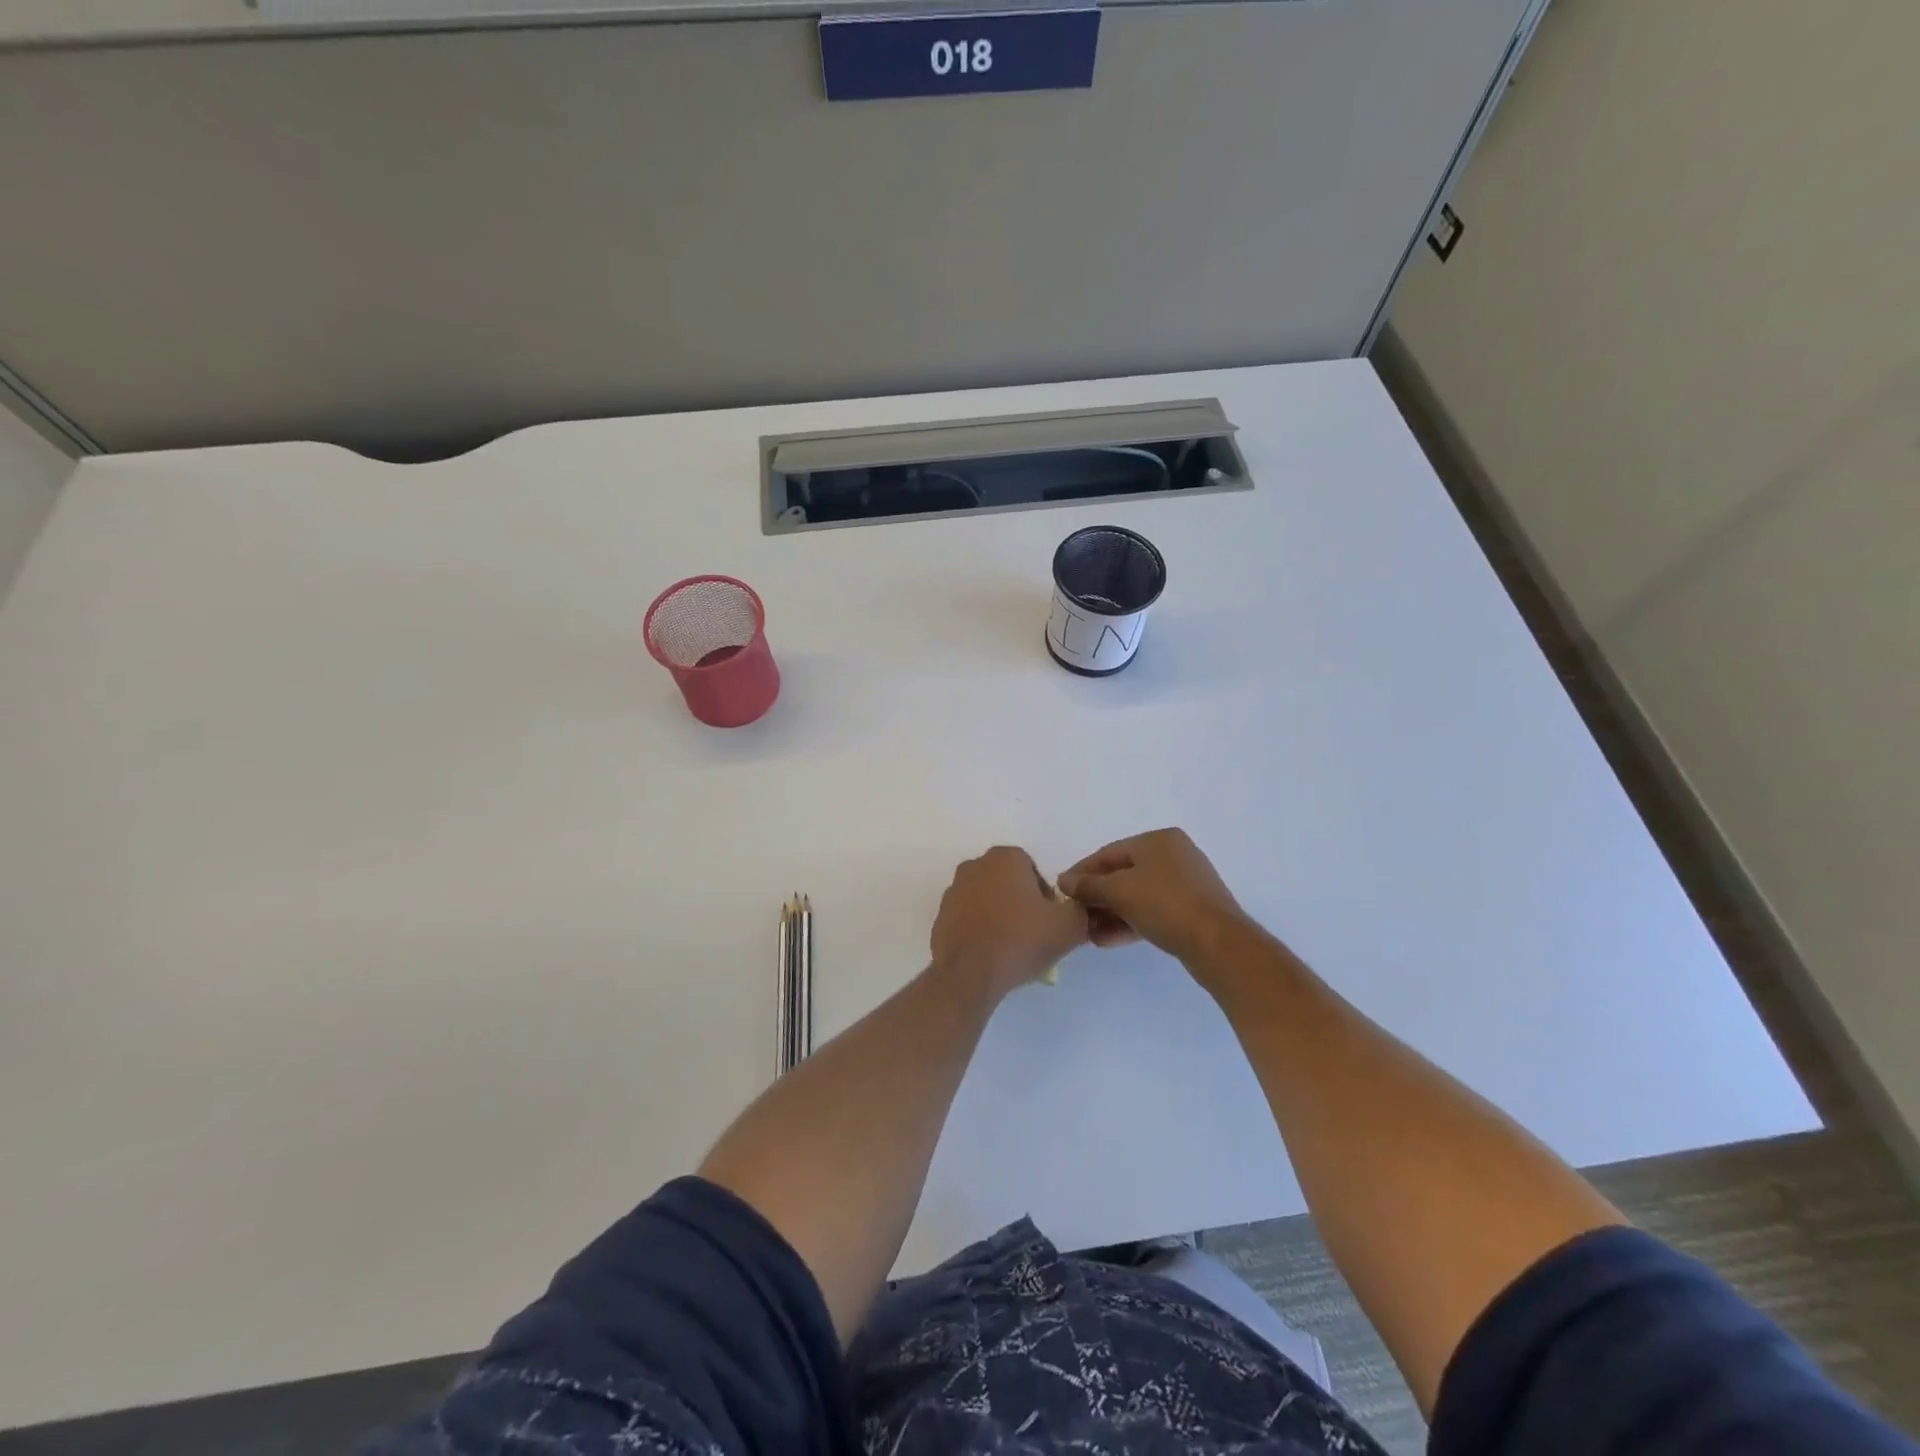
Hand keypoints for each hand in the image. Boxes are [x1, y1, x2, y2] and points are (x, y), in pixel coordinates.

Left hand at [931, 847, 1088, 998]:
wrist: (970, 973)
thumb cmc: (1021, 939)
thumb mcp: (1070, 925)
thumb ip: (1080, 909)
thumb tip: (1074, 909)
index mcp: (1005, 858)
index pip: (1034, 872)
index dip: (1046, 899)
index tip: (1048, 923)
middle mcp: (975, 866)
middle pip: (1009, 885)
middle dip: (1021, 906)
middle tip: (1033, 937)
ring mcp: (953, 891)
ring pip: (987, 902)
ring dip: (999, 918)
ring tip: (1011, 950)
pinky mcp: (940, 917)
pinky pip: (968, 921)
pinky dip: (979, 932)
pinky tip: (990, 955)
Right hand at [1058, 828, 1250, 964]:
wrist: (1218, 944)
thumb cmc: (1165, 905)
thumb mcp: (1119, 892)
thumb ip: (1088, 885)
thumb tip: (1063, 881)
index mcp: (1158, 840)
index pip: (1108, 853)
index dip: (1081, 873)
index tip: (1062, 893)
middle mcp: (1173, 855)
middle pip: (1122, 874)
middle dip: (1097, 897)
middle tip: (1076, 917)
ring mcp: (1185, 883)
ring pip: (1137, 895)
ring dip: (1110, 913)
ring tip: (1089, 935)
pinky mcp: (1191, 910)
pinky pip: (1152, 910)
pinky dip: (1130, 921)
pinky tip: (1108, 940)